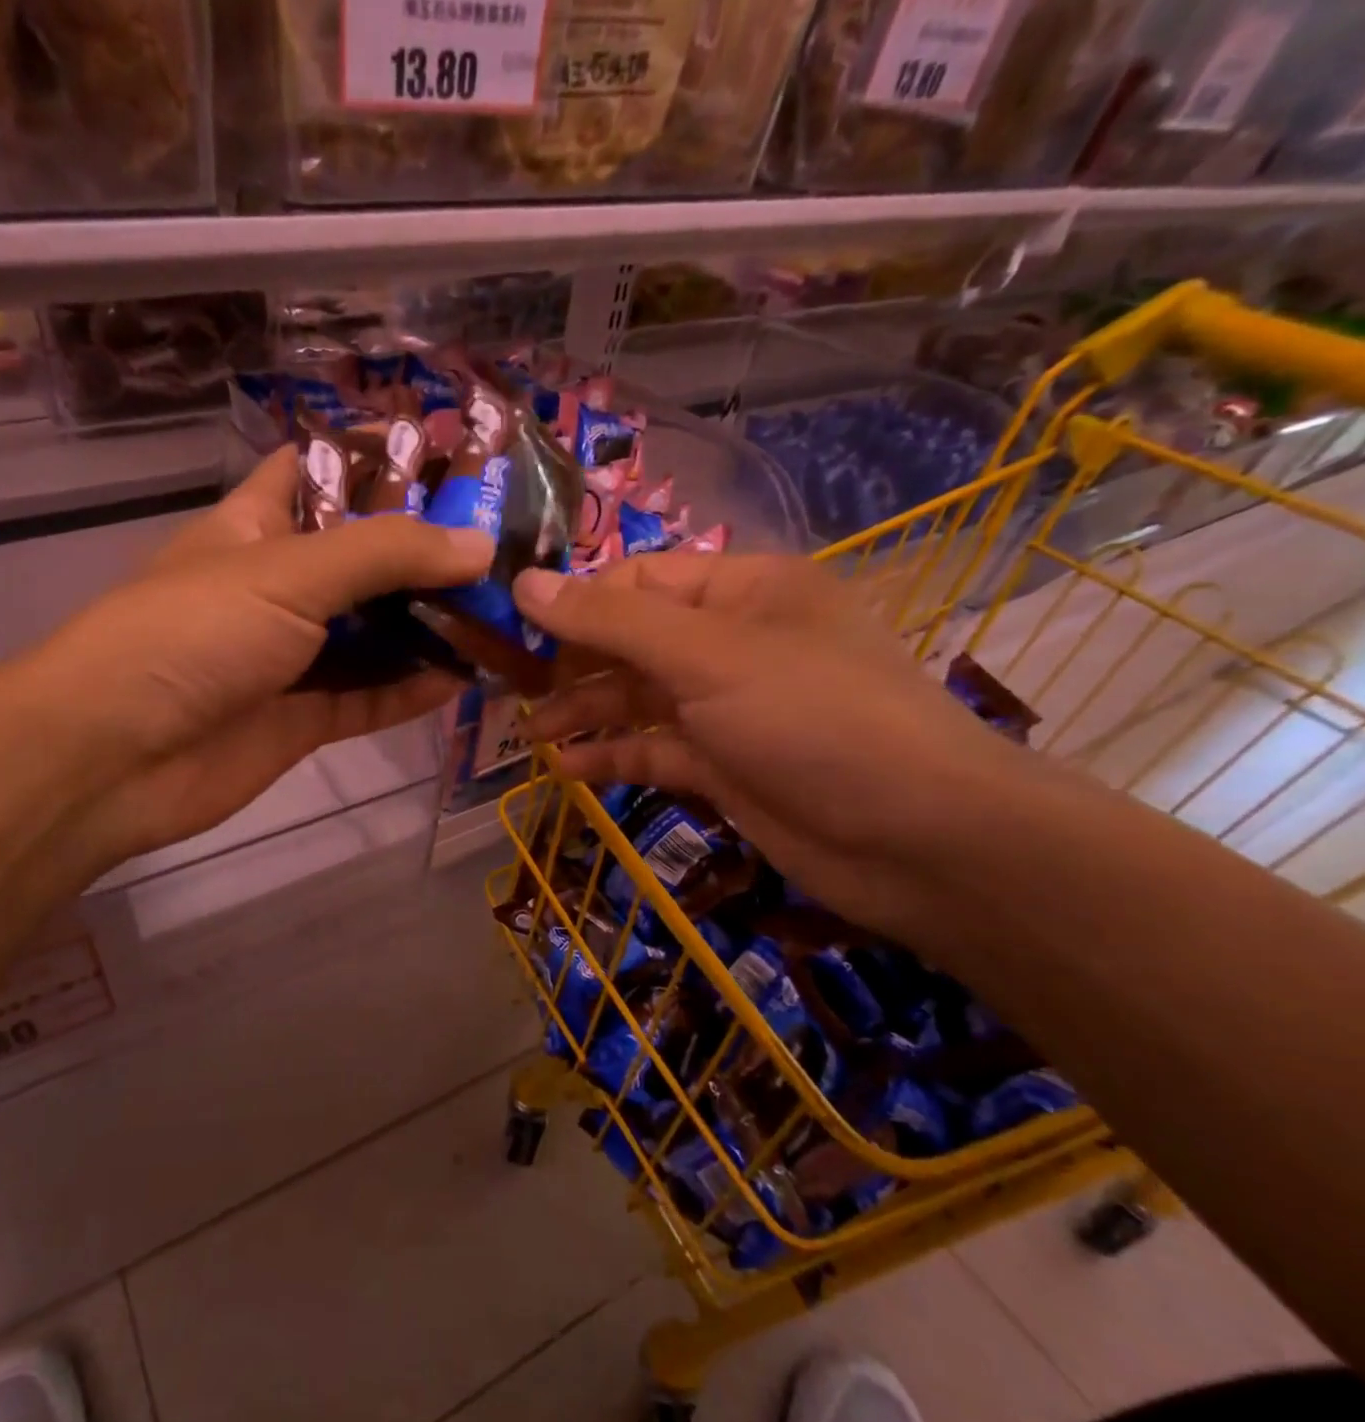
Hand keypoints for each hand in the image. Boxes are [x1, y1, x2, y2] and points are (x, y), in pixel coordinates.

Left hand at [24, 446, 492, 868]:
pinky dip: (411, 690)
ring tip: (501, 611)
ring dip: (428, 625)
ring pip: (371, 634)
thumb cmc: (191, 634)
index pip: (318, 472)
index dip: (376, 458)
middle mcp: (276, 587)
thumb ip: (385, 554)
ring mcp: (289, 657)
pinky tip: (465, 677)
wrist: (115, 757)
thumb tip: (479, 545)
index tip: (451, 455)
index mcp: (256, 527)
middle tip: (504, 543)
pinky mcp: (301, 719)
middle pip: (360, 558)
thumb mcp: (286, 572)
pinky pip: (368, 698)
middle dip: (424, 551)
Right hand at [513, 551, 1042, 945]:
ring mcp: (729, 707)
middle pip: (633, 639)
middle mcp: (733, 642)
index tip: (510, 623)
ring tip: (529, 731)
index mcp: (743, 590)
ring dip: (585, 711)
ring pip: (638, 697)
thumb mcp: (707, 657)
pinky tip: (565, 769)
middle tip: (507, 683)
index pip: (640, 578)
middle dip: (572, 660)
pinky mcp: (725, 765)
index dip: (575, 597)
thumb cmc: (813, 719)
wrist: (916, 841)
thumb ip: (612, 621)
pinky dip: (613, 756)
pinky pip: (654, 749)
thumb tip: (524, 582)